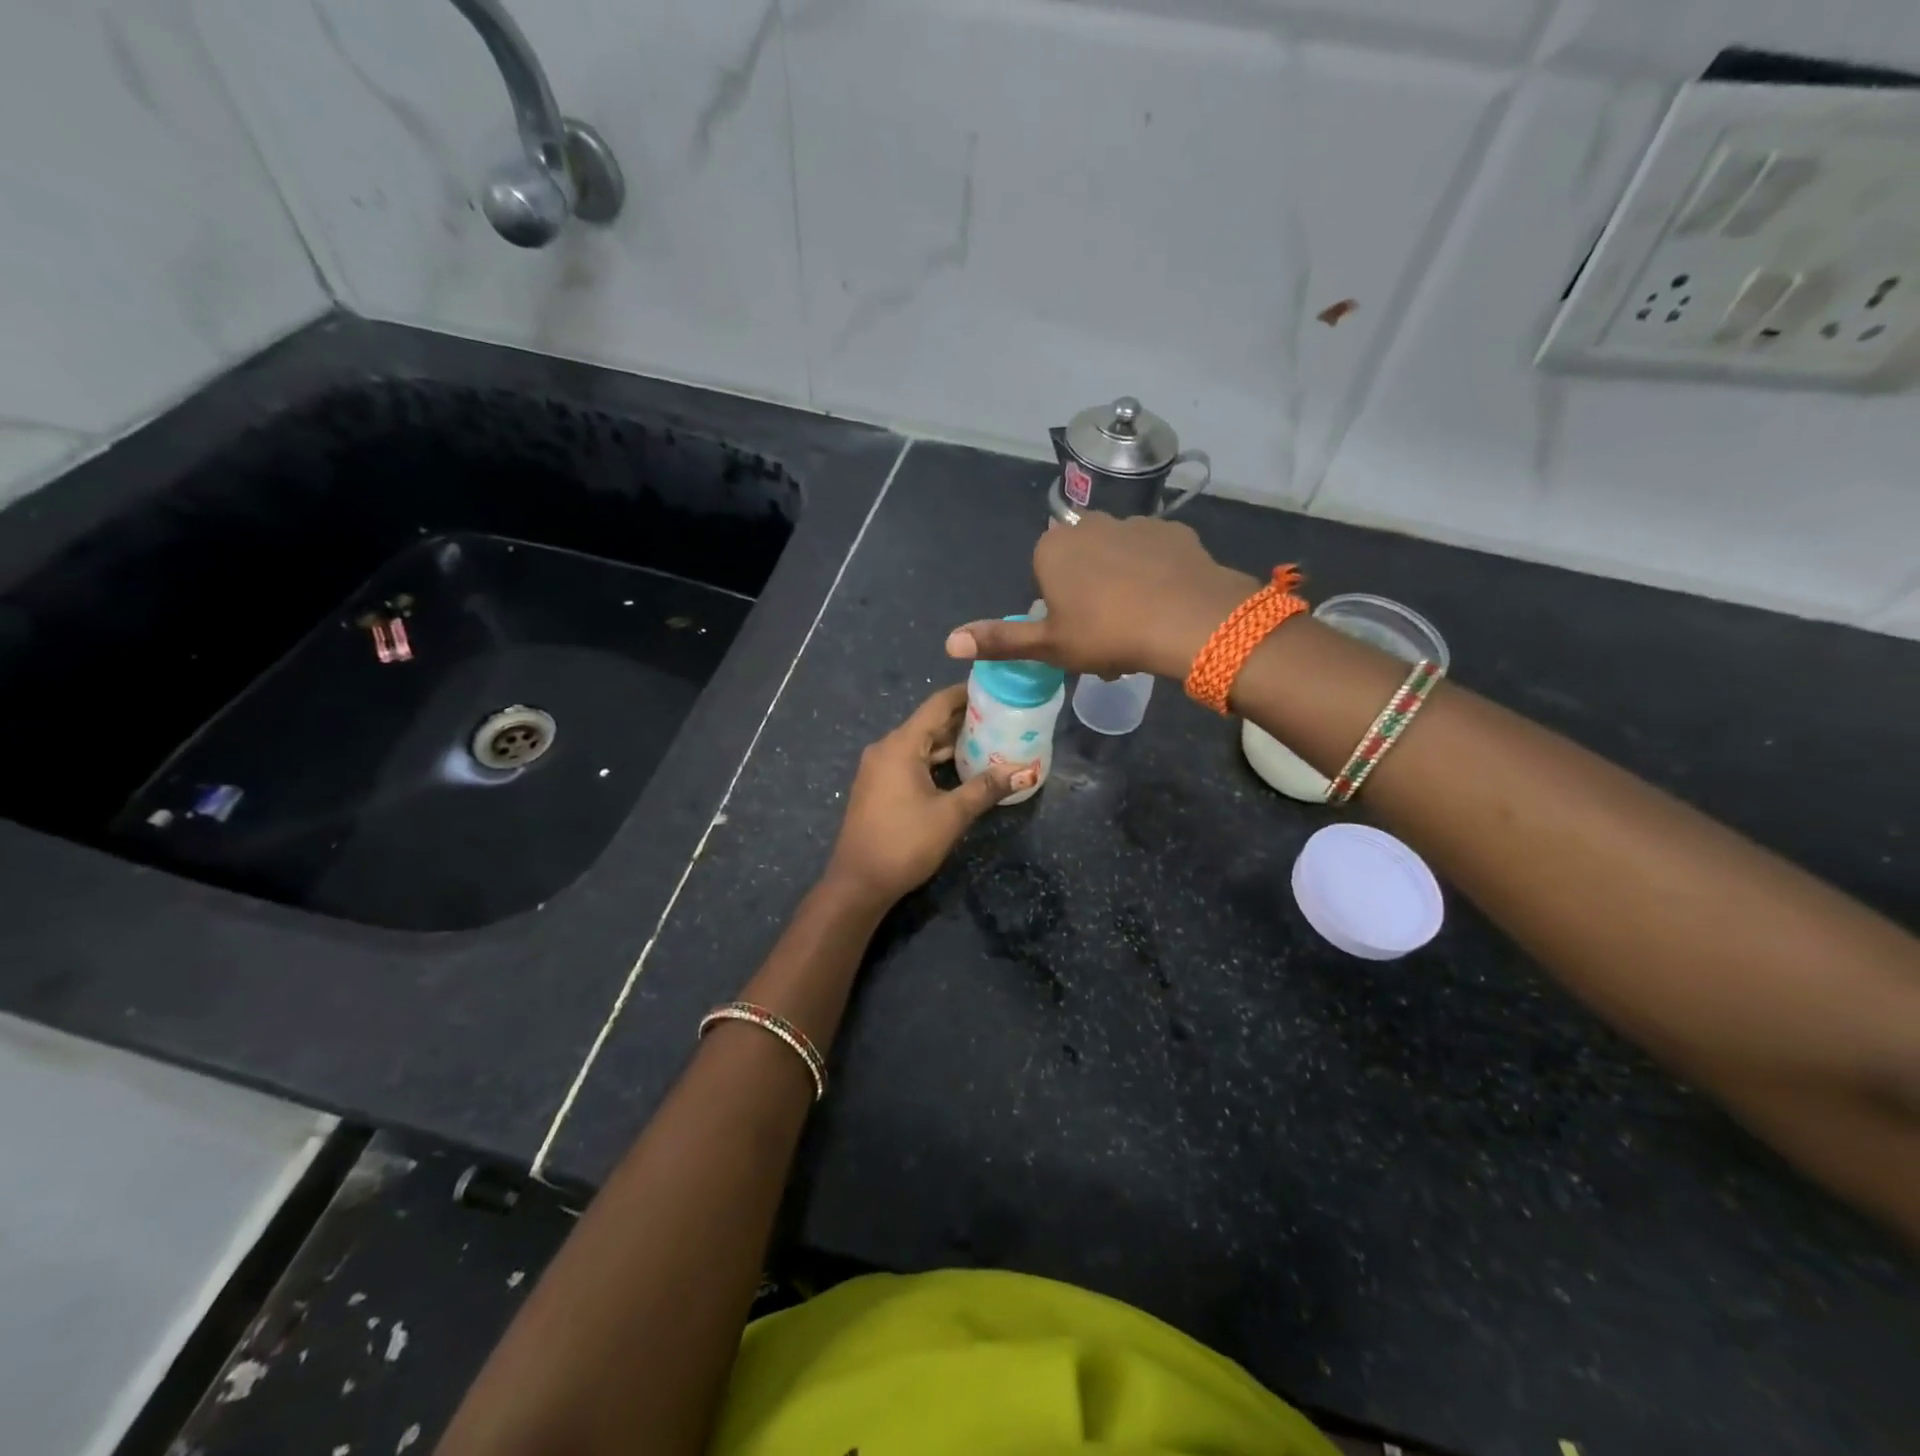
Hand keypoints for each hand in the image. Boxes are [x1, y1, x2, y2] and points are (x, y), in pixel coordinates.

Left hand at [824, 685, 1028, 906]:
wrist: (858, 882)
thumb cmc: (904, 843)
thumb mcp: (951, 815)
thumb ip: (985, 788)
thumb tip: (1024, 771)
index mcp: (901, 745)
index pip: (937, 704)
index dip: (966, 694)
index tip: (996, 690)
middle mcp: (886, 748)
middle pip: (929, 722)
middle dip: (964, 719)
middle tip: (1002, 718)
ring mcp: (879, 768)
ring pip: (920, 744)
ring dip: (951, 742)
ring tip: (989, 740)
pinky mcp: (878, 786)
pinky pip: (911, 761)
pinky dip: (936, 759)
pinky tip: (961, 768)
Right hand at [944, 512, 1257, 679]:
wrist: (1188, 619)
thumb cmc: (1107, 634)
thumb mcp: (1048, 646)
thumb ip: (999, 640)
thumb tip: (949, 642)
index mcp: (1052, 549)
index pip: (1043, 574)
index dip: (1058, 606)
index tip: (1076, 634)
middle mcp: (1089, 524)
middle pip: (1080, 562)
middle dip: (1088, 593)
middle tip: (1106, 636)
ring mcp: (1134, 523)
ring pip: (1118, 557)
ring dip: (1122, 583)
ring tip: (1139, 624)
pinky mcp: (1172, 530)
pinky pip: (1154, 554)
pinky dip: (1155, 574)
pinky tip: (1166, 603)